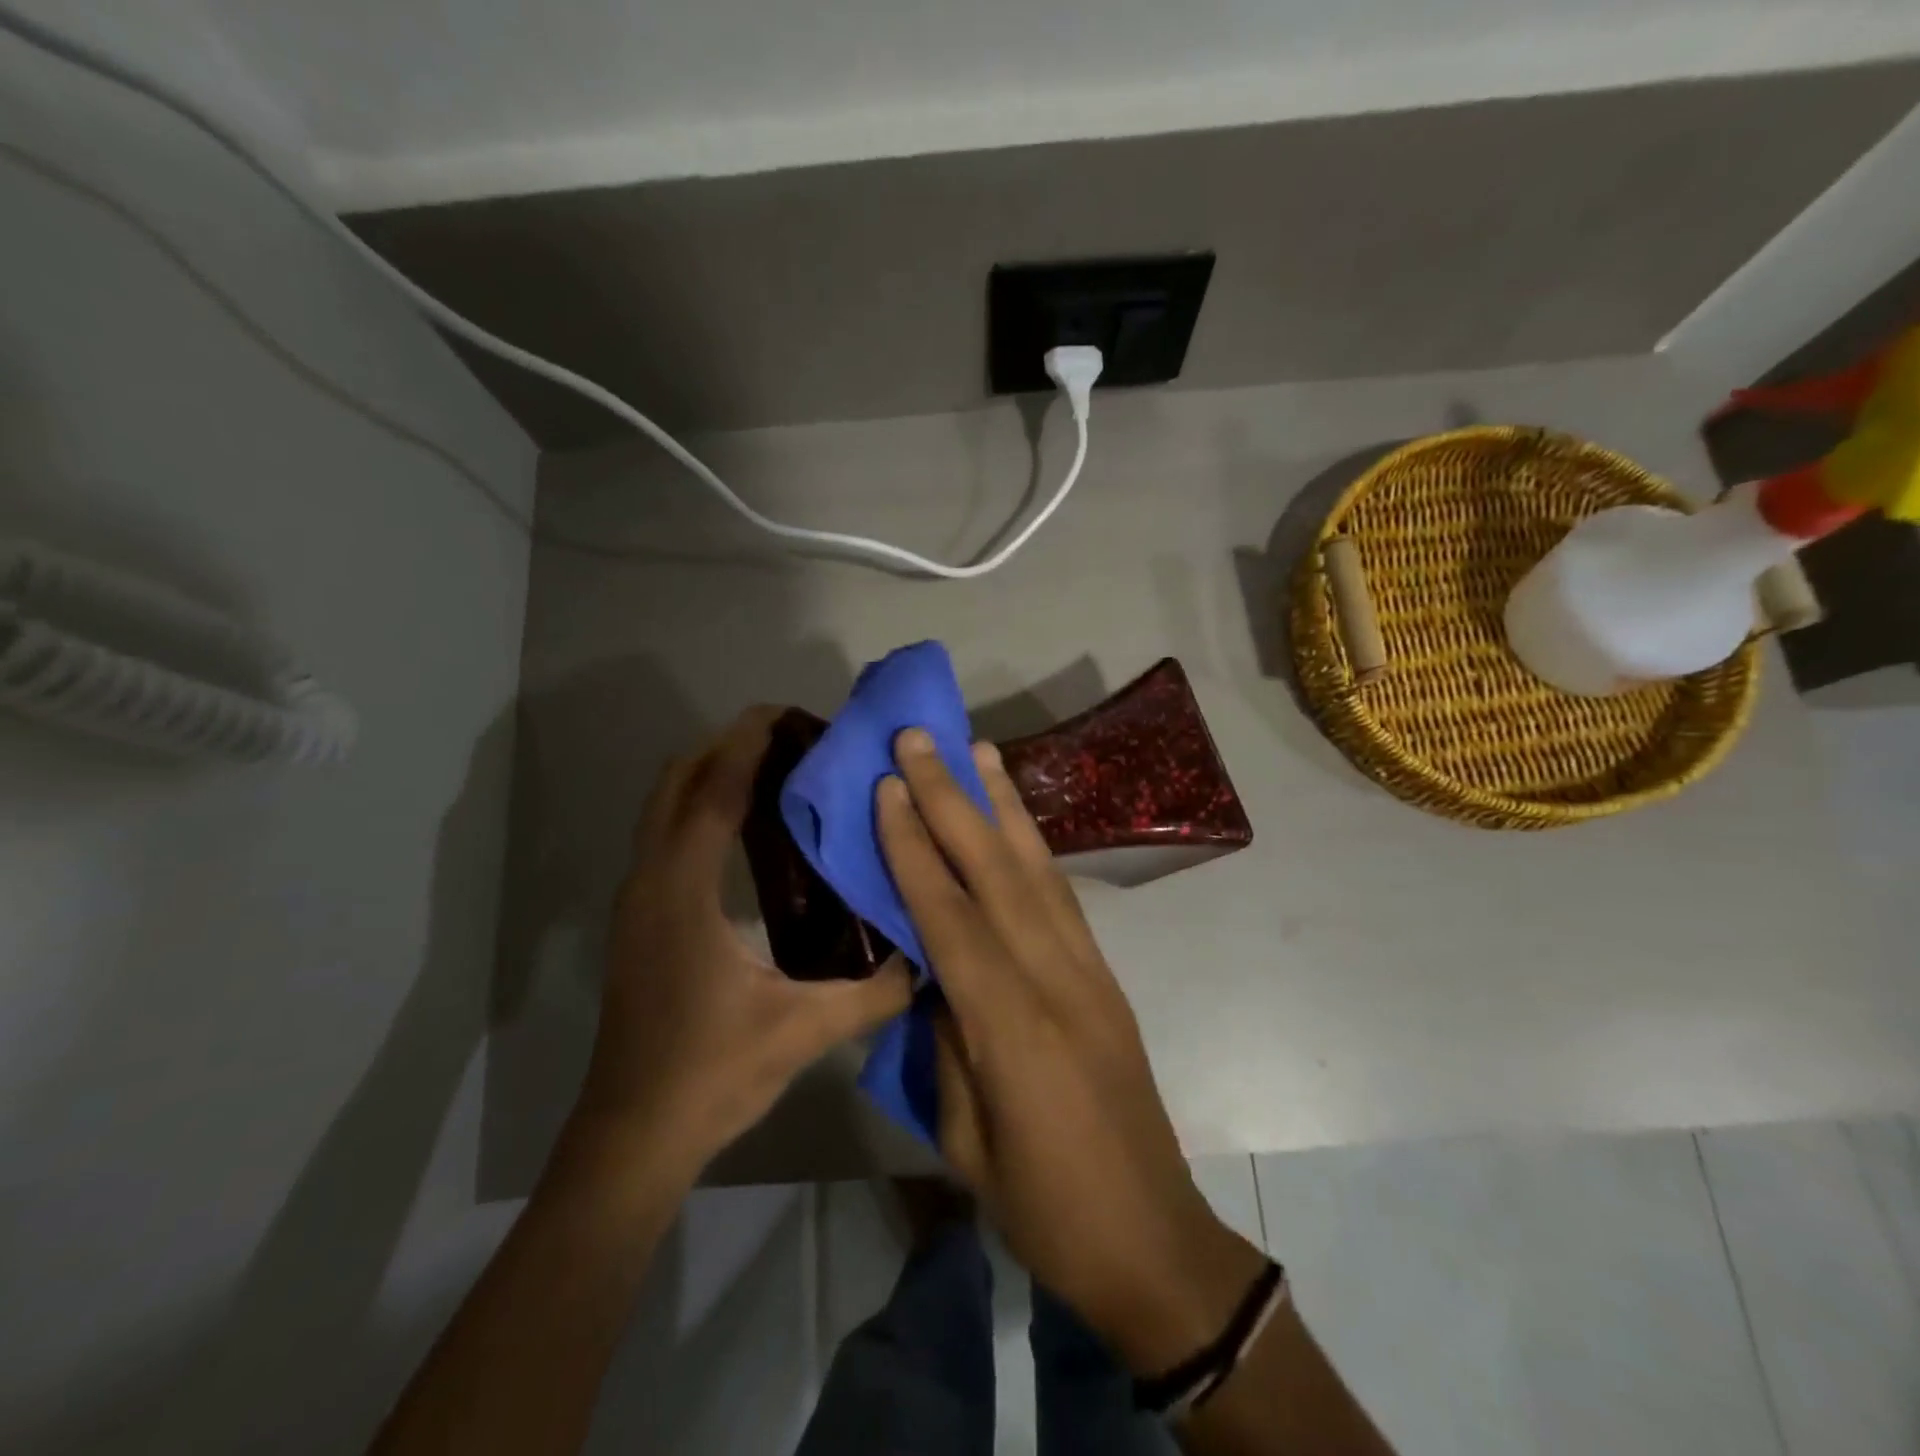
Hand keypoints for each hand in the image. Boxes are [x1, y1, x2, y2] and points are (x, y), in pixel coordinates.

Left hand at [573, 707, 912, 1181]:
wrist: (633, 1135)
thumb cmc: (711, 1074)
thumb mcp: (802, 1031)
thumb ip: (873, 994)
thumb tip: (929, 961)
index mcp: (683, 890)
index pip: (712, 790)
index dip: (747, 742)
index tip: (789, 712)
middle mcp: (650, 880)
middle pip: (677, 780)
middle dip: (727, 746)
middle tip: (791, 741)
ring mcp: (637, 899)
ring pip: (664, 806)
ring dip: (710, 774)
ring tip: (775, 772)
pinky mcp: (639, 919)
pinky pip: (666, 835)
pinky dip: (700, 808)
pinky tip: (747, 832)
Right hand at [876, 728, 1266, 1375]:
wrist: (1152, 1236)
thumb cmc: (1043, 1206)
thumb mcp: (965, 1138)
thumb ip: (945, 1040)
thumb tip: (930, 969)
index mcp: (1010, 1026)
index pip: (949, 915)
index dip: (914, 847)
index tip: (887, 788)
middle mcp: (1054, 977)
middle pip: (995, 870)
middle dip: (952, 797)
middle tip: (920, 738)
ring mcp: (1088, 969)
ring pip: (1037, 868)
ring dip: (1003, 803)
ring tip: (978, 748)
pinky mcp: (1104, 973)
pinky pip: (1061, 894)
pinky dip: (1034, 845)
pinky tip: (1015, 817)